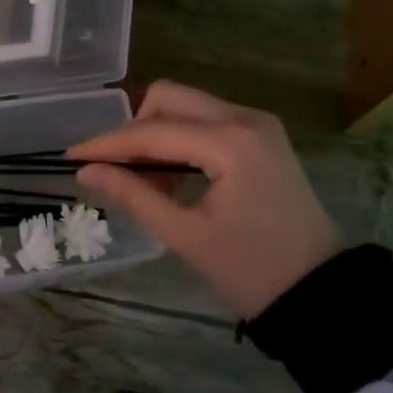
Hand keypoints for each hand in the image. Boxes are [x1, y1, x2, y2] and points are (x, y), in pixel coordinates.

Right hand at [68, 81, 340, 317]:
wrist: (321, 294)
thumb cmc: (252, 270)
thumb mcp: (186, 236)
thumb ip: (134, 196)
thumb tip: (86, 171)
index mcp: (231, 142)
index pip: (153, 131)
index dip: (108, 143)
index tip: (71, 156)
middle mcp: (246, 119)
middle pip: (170, 98)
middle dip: (134, 129)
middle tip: (113, 168)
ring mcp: (258, 125)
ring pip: (188, 107)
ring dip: (157, 134)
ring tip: (142, 181)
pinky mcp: (262, 138)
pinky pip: (208, 122)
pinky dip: (181, 140)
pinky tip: (171, 178)